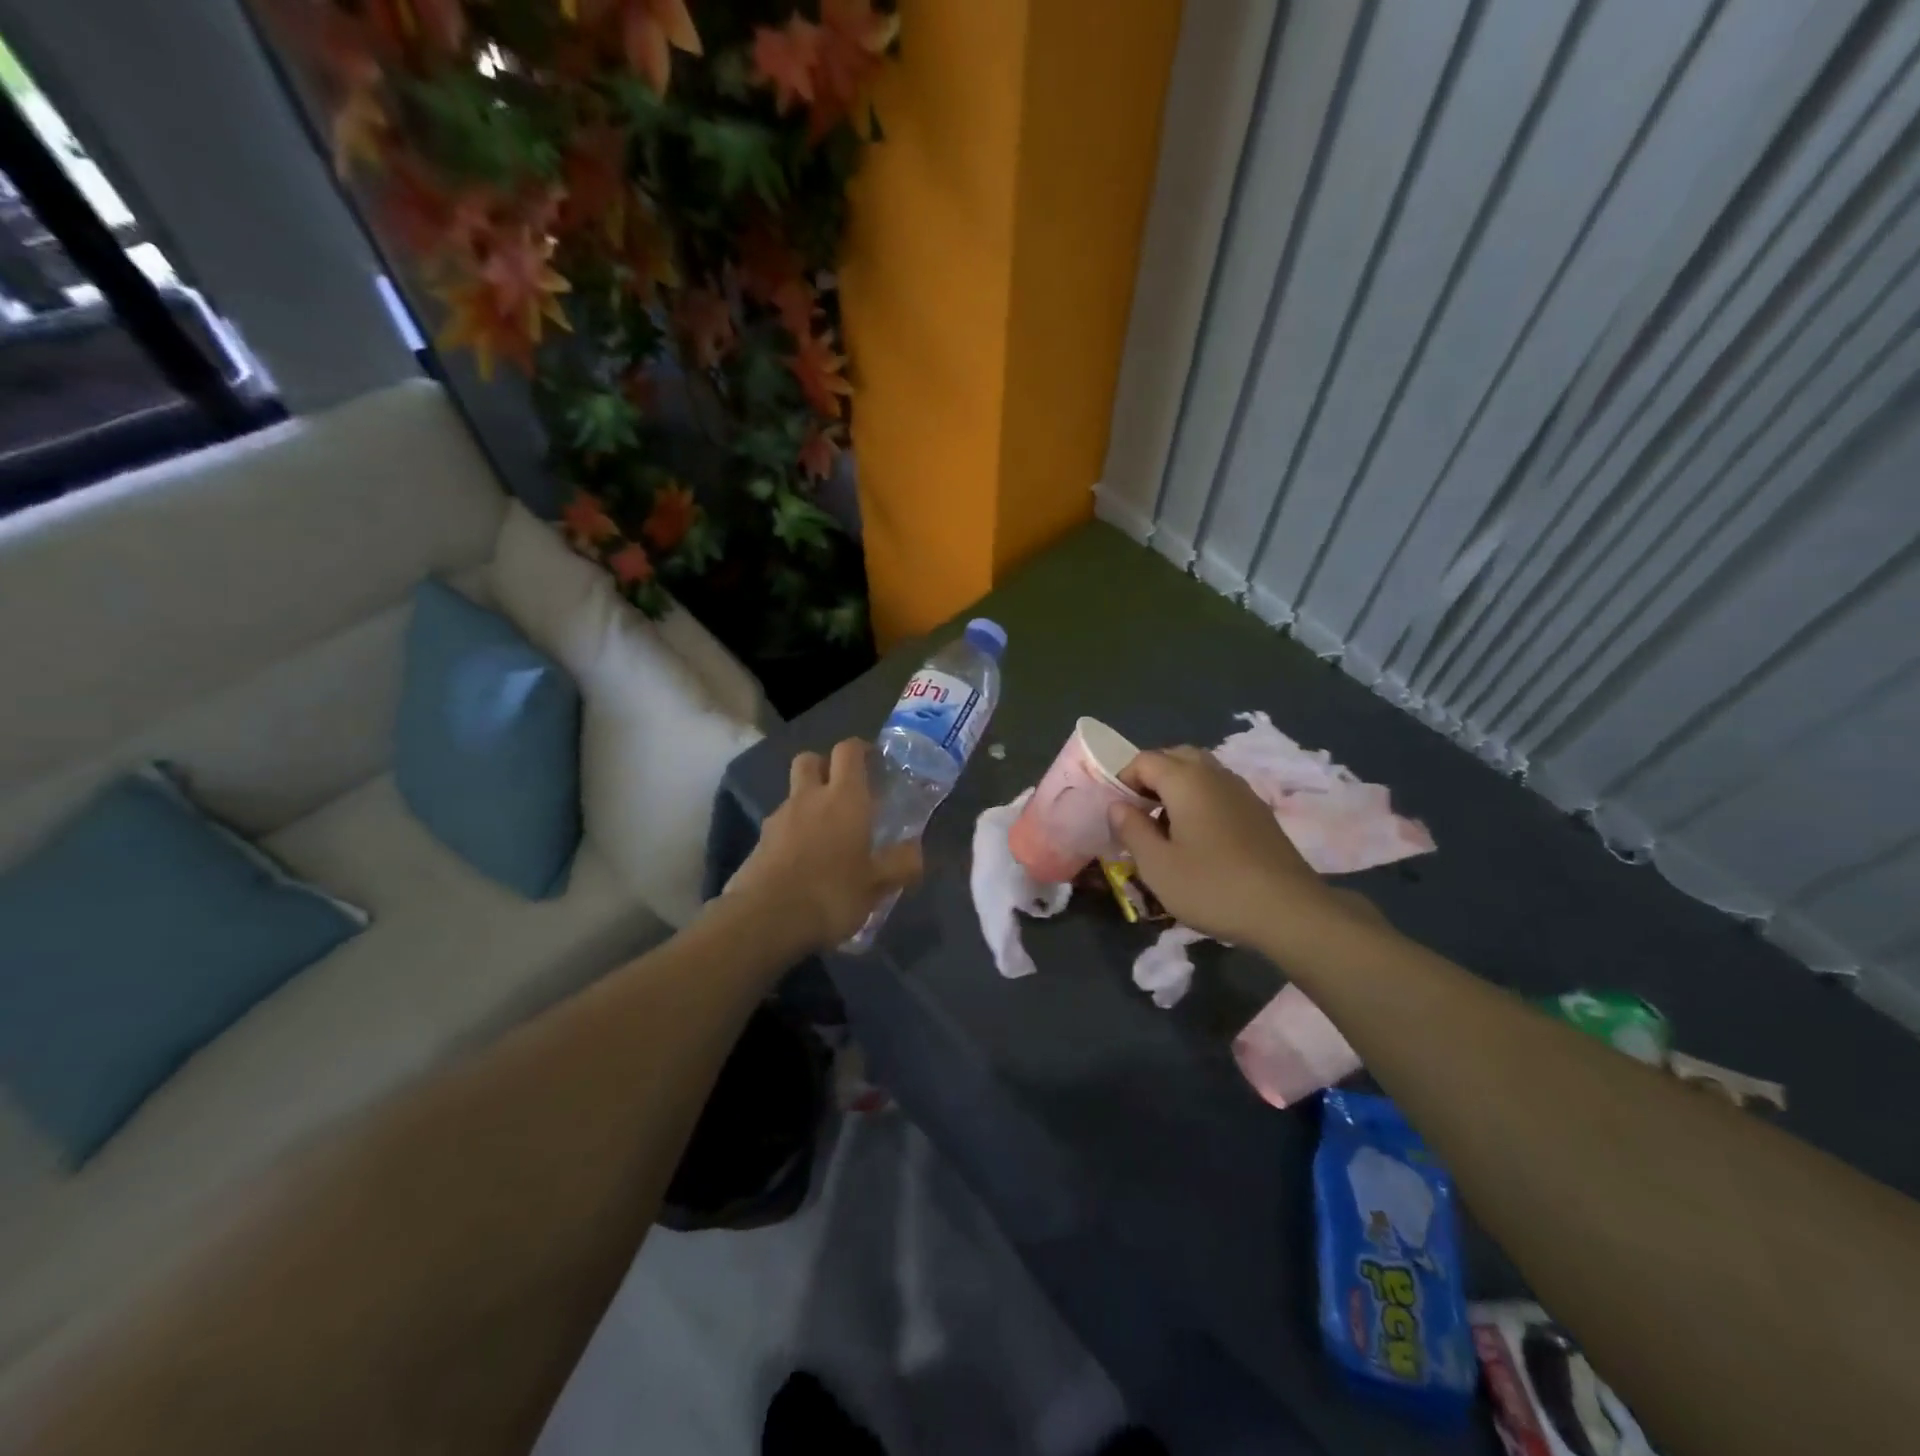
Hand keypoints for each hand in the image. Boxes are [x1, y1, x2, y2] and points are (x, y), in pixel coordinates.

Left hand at [730, 740, 923, 951]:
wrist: (765, 919)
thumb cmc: (831, 893)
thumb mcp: (877, 885)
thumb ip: (901, 864)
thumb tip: (916, 851)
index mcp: (844, 798)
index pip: (848, 751)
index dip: (860, 749)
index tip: (873, 760)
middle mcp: (809, 798)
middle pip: (810, 759)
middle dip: (825, 765)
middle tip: (843, 788)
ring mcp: (779, 818)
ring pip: (793, 793)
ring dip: (808, 801)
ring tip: (825, 833)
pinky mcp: (759, 842)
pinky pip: (779, 824)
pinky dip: (792, 831)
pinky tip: (803, 860)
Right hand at [1109, 746, 1364, 951]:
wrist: (1289, 911)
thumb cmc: (1213, 886)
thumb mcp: (1157, 865)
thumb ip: (1132, 829)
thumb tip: (1118, 806)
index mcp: (1186, 780)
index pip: (1144, 760)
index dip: (1123, 779)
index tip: (1117, 812)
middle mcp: (1215, 775)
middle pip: (1176, 757)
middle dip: (1151, 777)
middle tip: (1139, 812)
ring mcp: (1242, 791)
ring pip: (1201, 772)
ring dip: (1176, 788)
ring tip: (1166, 827)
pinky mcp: (1259, 812)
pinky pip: (1219, 791)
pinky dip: (1200, 801)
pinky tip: (1198, 839)